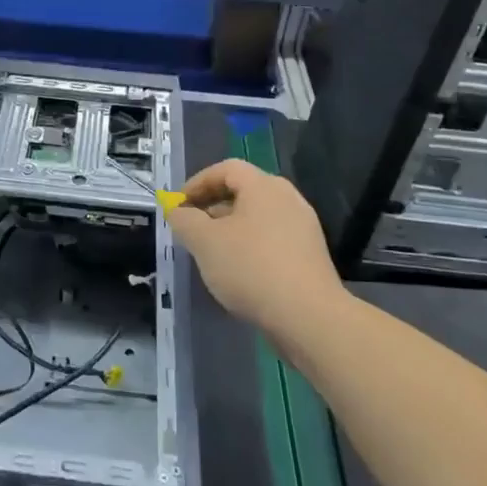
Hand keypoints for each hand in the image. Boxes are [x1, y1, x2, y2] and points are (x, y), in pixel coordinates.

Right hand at [168, 159, 345, 341]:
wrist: (309, 317)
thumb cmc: (251, 268)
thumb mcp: (205, 242)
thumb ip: (184, 220)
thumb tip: (177, 210)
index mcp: (264, 186)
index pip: (226, 169)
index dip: (198, 183)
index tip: (178, 205)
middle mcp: (287, 198)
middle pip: (243, 191)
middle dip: (212, 206)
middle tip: (191, 228)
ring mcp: (303, 227)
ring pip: (257, 217)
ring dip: (230, 228)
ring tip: (211, 252)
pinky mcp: (309, 254)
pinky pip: (272, 238)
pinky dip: (250, 244)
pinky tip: (238, 271)